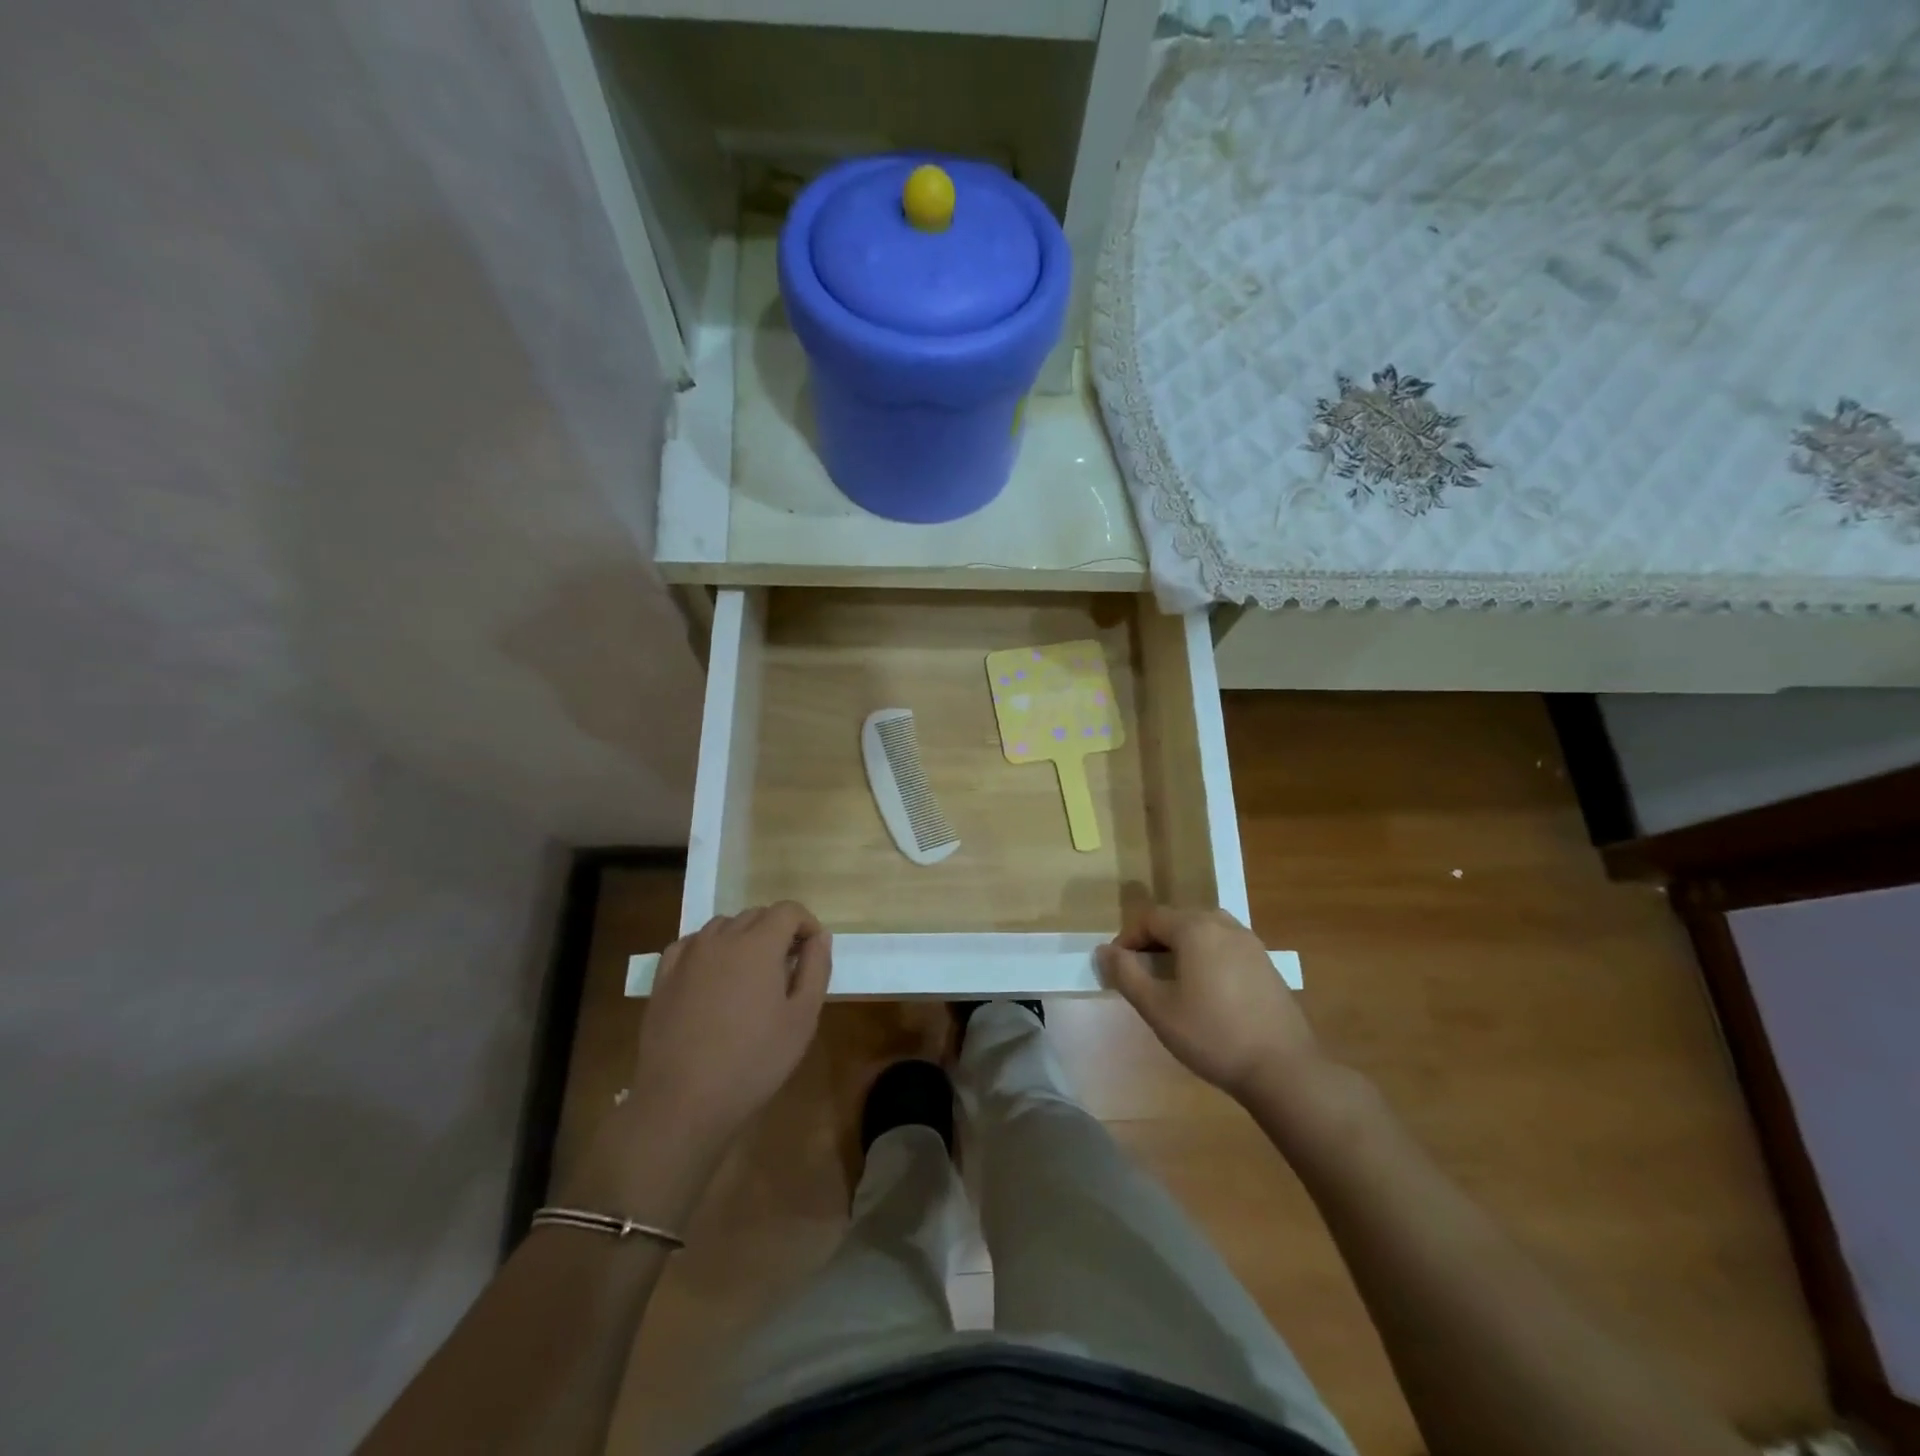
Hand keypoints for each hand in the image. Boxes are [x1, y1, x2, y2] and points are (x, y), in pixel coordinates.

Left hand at [630, 903, 831, 1155]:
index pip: (788, 910)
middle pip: (756, 914)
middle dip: (777, 931)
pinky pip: (691, 945)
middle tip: (787, 967)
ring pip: (722, 926)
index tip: (812, 952)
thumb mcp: (803, 1017)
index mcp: (758, 944)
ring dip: (743, 937)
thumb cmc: (754, 1061)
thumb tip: (819, 936)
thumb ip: (816, 968)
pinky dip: (709, 949)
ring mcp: (688, 956)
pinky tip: (713, 976)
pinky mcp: (663, 977)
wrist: (683, 1101)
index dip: (806, 924)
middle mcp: (721, 938)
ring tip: (750, 974)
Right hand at [1098, 904, 1323, 1103]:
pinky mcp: (1266, 963)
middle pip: (1178, 919)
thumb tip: (1104, 951)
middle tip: (1141, 973)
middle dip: (1154, 940)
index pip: (1150, 918)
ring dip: (1181, 946)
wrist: (1283, 1069)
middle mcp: (1224, 925)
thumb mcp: (1157, 1008)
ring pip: (1204, 930)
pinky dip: (1206, 955)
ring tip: (1172, 978)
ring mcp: (1250, 943)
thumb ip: (1126, 974)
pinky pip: (1225, 945)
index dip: (1128, 938)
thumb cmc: (1212, 1036)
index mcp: (1196, 929)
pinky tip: (1206, 990)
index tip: (1118, 967)